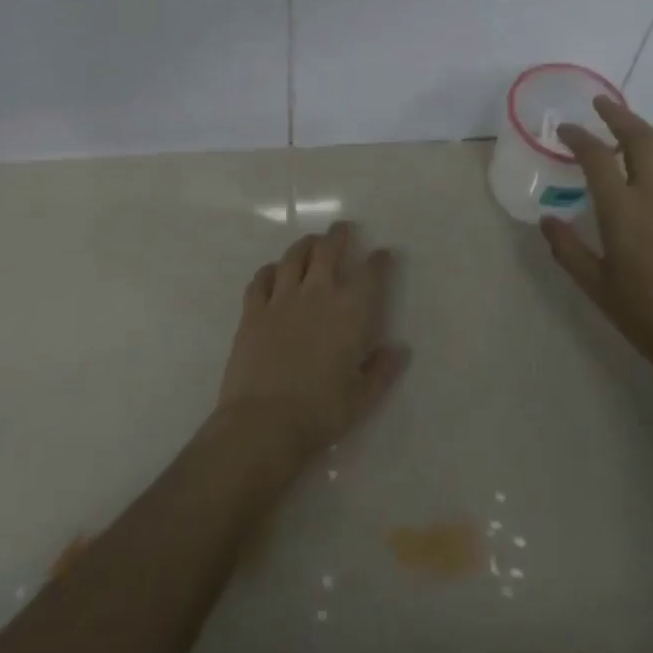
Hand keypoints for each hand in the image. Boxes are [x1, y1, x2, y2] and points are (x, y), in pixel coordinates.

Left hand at [212, 221, 410, 467]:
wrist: (264, 423)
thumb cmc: (321, 412)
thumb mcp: (363, 397)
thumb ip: (382, 370)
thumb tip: (399, 349)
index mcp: (351, 312)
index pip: (371, 274)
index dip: (379, 261)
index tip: (382, 254)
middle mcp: (318, 294)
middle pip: (328, 250)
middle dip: (338, 236)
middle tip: (342, 229)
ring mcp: (281, 298)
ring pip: (293, 257)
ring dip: (305, 245)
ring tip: (311, 242)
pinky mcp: (253, 310)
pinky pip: (261, 279)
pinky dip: (269, 270)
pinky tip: (273, 271)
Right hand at [541, 97, 652, 394]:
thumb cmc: (645, 314)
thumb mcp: (595, 285)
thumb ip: (567, 248)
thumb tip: (547, 219)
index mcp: (622, 210)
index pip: (596, 156)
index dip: (579, 137)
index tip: (566, 131)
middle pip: (638, 138)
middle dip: (617, 116)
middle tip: (601, 105)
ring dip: (645, 131)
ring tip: (629, 127)